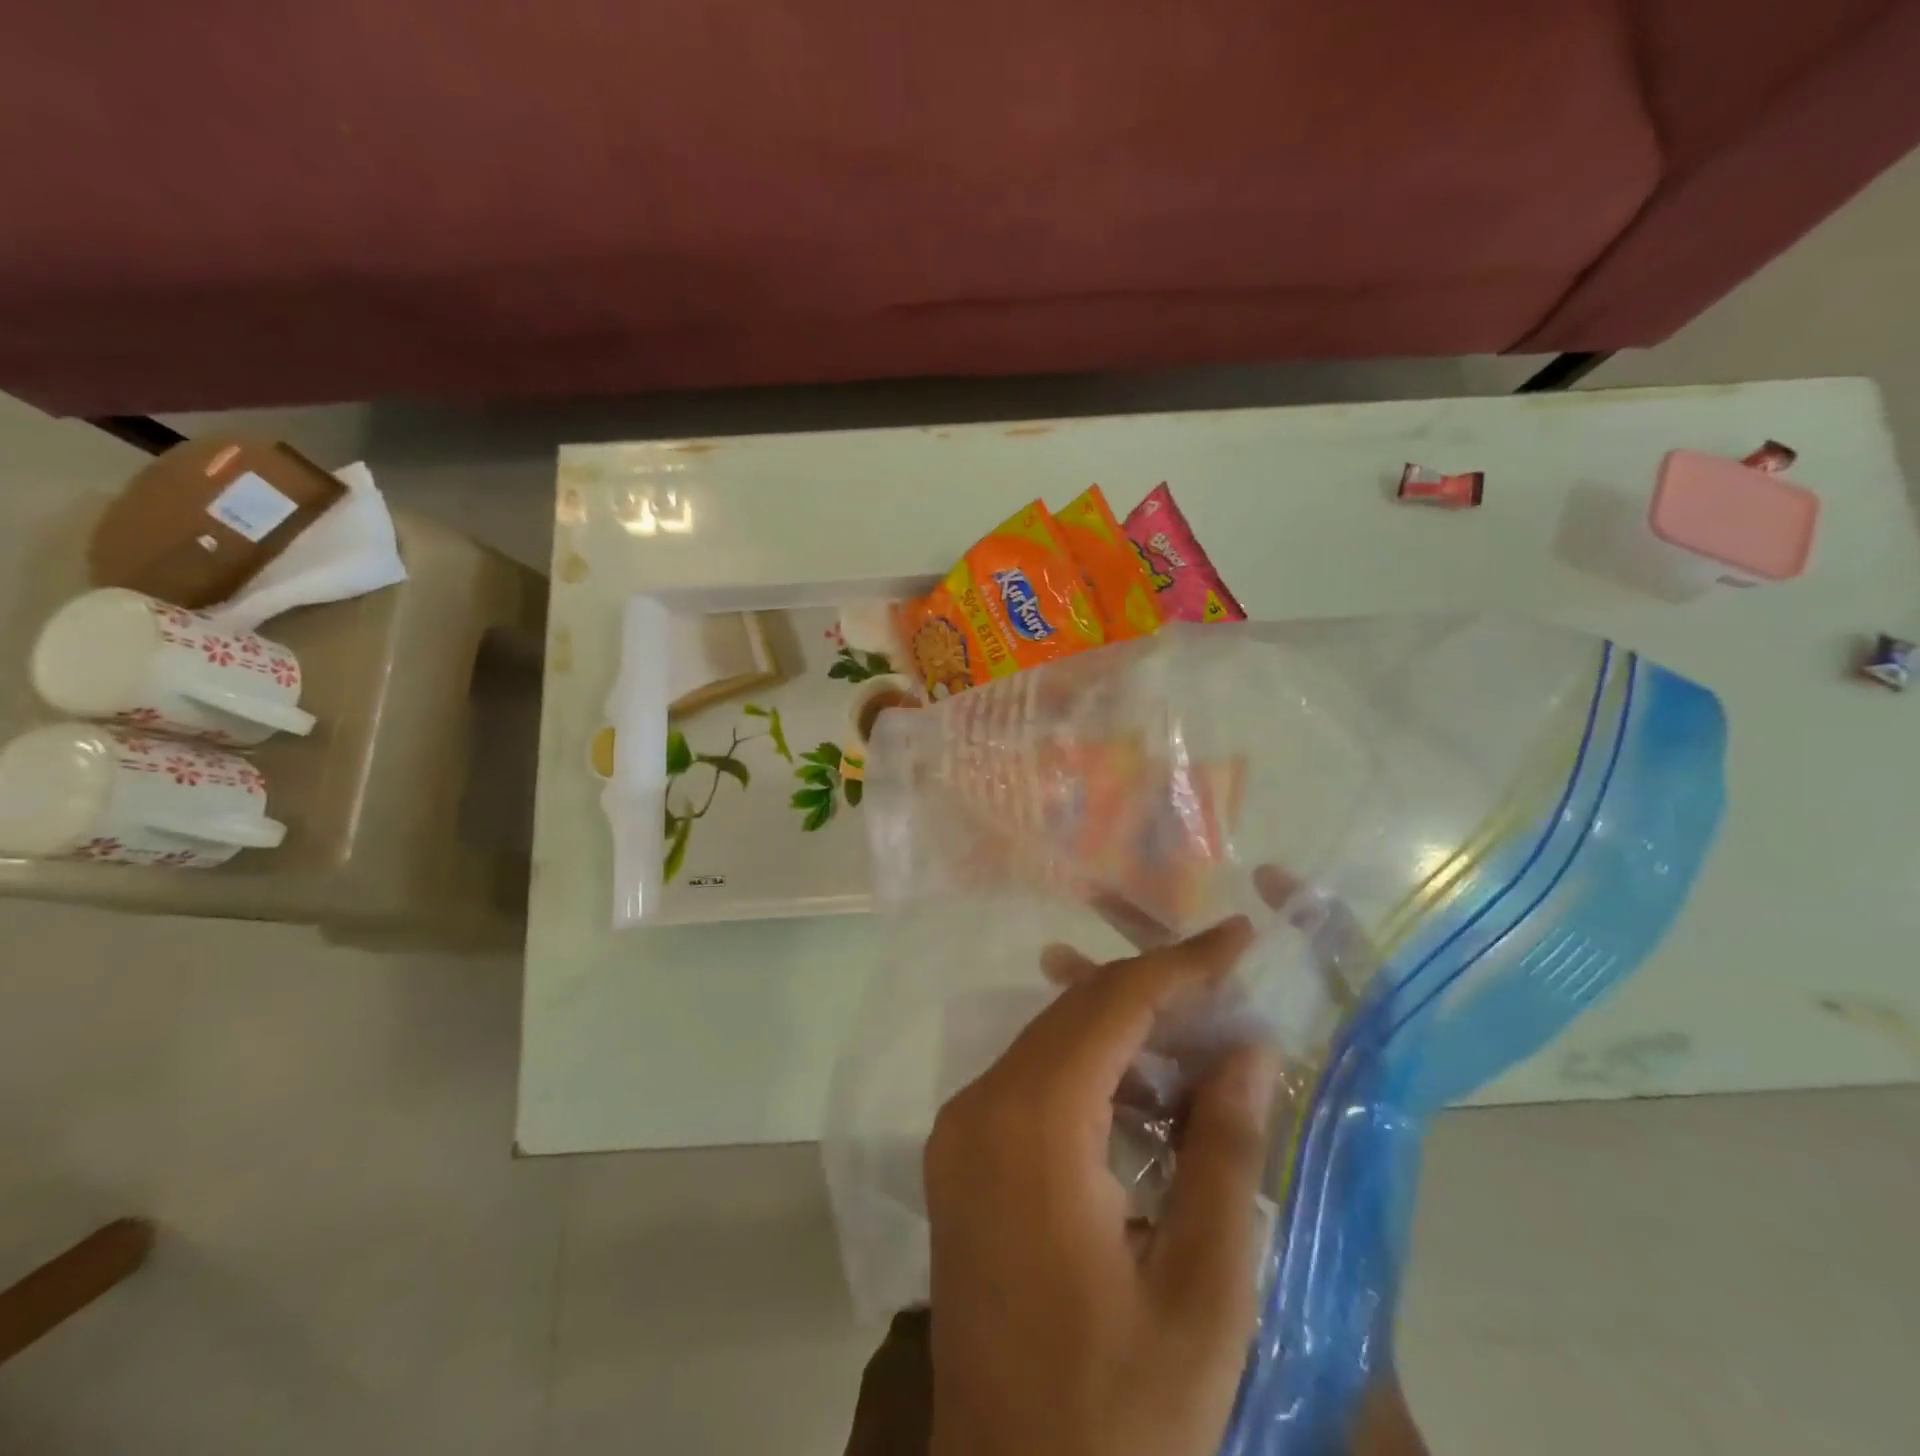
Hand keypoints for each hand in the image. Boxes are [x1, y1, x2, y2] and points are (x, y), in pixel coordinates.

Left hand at [923, 916, 1283, 1455]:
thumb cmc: (1121, 1414)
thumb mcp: (1203, 1293)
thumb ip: (1226, 1153)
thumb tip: (1247, 1048)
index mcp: (1032, 1127)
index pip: (1112, 1006)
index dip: (1180, 965)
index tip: (1238, 936)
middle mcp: (980, 1107)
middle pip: (1075, 1013)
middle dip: (1155, 991)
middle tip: (1228, 986)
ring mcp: (959, 1131)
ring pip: (1050, 1042)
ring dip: (1122, 1032)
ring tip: (1198, 1042)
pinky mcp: (958, 1159)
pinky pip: (1029, 1081)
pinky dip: (1088, 1072)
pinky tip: (1141, 1100)